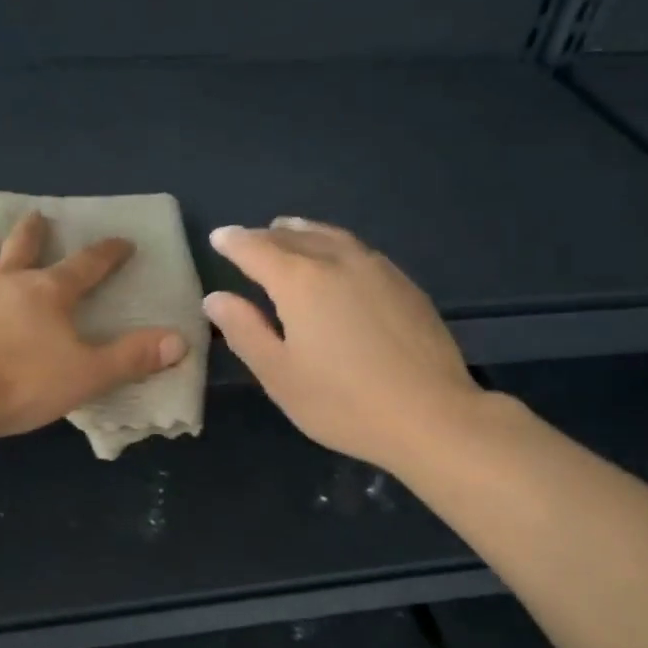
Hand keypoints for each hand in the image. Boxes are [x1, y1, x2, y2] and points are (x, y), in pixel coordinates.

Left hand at [0, 212, 187, 440]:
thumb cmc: (23, 385)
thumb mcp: (88, 374)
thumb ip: (132, 357)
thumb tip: (181, 341)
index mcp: (48, 295)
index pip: (86, 267)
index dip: (107, 254)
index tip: (122, 242)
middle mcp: (5, 281)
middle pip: (22, 249)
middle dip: (33, 233)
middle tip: (37, 215)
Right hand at [204, 218, 481, 468]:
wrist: (430, 416)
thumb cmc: (342, 403)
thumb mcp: (279, 375)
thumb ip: (244, 331)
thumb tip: (216, 299)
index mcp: (300, 281)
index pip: (256, 249)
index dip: (233, 242)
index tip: (218, 237)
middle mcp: (338, 261)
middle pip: (293, 237)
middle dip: (266, 236)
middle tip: (248, 239)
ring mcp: (377, 268)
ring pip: (330, 237)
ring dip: (302, 232)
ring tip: (288, 232)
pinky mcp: (404, 284)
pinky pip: (358, 249)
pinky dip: (334, 244)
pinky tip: (337, 259)